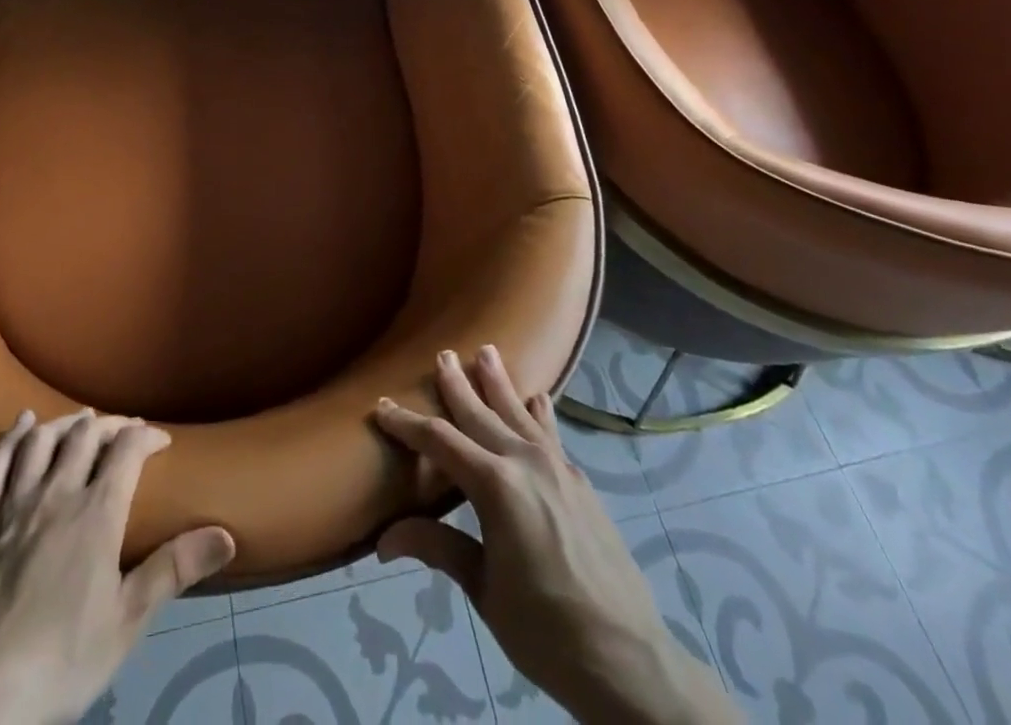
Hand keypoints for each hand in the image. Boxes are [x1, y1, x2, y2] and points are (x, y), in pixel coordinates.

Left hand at [0, 410, 236, 724]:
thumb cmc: (63, 660)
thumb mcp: (128, 621)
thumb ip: (174, 570)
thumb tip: (227, 536)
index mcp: (96, 514)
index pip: (127, 450)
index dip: (147, 436)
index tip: (161, 441)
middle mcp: (57, 495)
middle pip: (86, 435)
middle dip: (111, 424)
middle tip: (125, 430)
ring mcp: (14, 506)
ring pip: (42, 441)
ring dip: (66, 423)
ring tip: (81, 419)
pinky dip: (11, 438)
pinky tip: (23, 423)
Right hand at [374, 348, 736, 724]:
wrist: (628, 659)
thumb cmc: (545, 630)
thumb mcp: (483, 590)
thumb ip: (439, 549)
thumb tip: (383, 540)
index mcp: (495, 485)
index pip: (440, 441)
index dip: (407, 424)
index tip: (382, 407)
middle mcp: (525, 462)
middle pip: (480, 413)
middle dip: (457, 385)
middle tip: (442, 354)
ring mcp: (558, 468)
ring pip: (519, 412)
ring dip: (500, 383)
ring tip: (487, 352)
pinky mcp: (580, 483)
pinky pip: (551, 433)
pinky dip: (538, 413)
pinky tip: (537, 399)